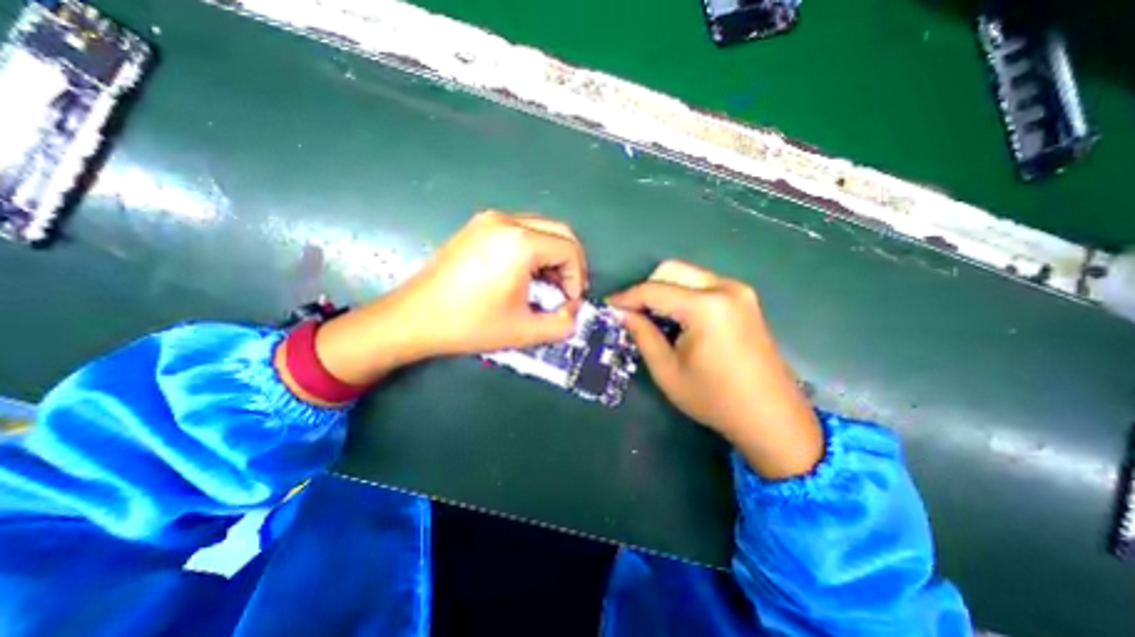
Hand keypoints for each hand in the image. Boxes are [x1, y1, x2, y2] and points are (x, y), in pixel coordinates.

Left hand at [295, 209, 588, 386]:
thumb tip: (573, 313)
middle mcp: (507, 221)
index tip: (569, 303)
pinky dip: (534, 250)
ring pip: (541, 229)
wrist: (414, 318)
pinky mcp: (478, 225)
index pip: (569, 250)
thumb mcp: (524, 331)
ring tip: (545, 286)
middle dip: (570, 263)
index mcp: (520, 243)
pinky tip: (524, 274)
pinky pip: (521, 230)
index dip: (577, 278)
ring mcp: (489, 219)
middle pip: (560, 232)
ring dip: (552, 256)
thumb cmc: (469, 324)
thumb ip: (562, 325)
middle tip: (564, 292)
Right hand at [612, 259, 824, 476]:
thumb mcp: (667, 371)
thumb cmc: (714, 399)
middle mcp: (725, 288)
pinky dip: (683, 295)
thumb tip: (622, 314)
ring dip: (664, 291)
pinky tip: (677, 318)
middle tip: (631, 313)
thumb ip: (642, 335)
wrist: (772, 417)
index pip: (654, 290)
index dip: (626, 297)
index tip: (608, 306)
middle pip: (672, 270)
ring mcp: (739, 291)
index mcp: (706, 307)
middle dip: (646, 288)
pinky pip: (703, 285)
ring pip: (688, 275)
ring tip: (652, 317)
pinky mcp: (745, 299)